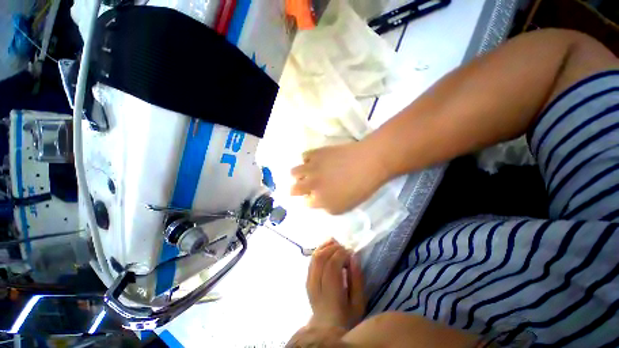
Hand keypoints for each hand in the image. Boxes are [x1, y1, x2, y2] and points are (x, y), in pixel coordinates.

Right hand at [290, 141, 388, 214]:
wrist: (368, 163)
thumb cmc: (360, 188)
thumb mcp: (345, 207)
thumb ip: (327, 207)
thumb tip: (317, 202)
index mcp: (319, 200)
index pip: (305, 203)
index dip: (309, 200)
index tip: (313, 197)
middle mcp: (311, 185)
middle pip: (293, 189)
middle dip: (296, 190)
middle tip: (303, 187)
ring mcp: (311, 168)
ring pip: (293, 172)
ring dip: (298, 175)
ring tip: (306, 173)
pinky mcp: (315, 153)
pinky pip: (303, 157)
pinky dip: (307, 160)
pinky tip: (315, 161)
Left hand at [306, 239, 365, 329]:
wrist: (326, 327)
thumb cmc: (347, 317)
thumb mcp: (358, 303)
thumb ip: (357, 279)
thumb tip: (354, 256)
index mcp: (331, 294)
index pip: (332, 266)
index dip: (341, 254)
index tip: (351, 252)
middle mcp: (316, 286)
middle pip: (321, 259)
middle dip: (334, 248)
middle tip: (345, 248)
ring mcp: (309, 281)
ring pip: (315, 257)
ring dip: (325, 246)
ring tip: (336, 242)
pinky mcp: (307, 278)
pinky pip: (312, 260)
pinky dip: (319, 250)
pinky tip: (327, 246)